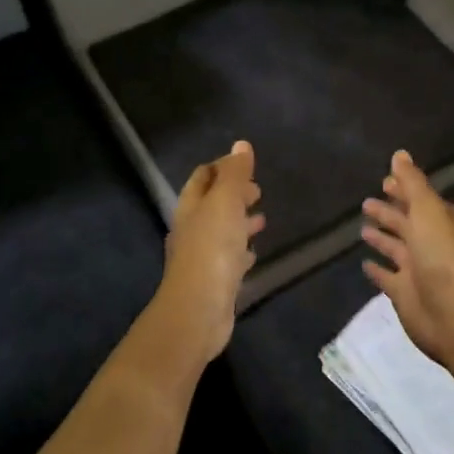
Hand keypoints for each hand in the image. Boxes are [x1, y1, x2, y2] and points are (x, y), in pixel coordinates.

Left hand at [156, 141, 264, 362]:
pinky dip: (241, 250)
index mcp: (191, 206)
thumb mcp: (225, 203)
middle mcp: (192, 229)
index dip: (222, 167)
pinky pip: (229, 258)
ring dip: (239, 221)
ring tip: (262, 218)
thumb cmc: (212, 249)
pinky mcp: (214, 280)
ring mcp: (202, 256)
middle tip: (257, 191)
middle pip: (211, 204)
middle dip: (233, 194)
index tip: (246, 165)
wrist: (199, 309)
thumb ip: (234, 175)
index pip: (203, 177)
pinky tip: (253, 253)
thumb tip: (241, 145)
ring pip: (221, 231)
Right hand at [361, 150, 453, 377]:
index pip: (420, 199)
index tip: (384, 181)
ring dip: (382, 238)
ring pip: (396, 248)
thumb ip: (412, 182)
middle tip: (366, 203)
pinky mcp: (404, 293)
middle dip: (390, 212)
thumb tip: (400, 153)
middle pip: (407, 222)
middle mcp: (431, 242)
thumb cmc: (442, 255)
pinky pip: (387, 277)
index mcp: (442, 221)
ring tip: (362, 228)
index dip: (403, 189)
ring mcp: (418, 269)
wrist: (453, 313)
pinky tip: (364, 264)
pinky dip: (377, 270)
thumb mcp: (427, 210)